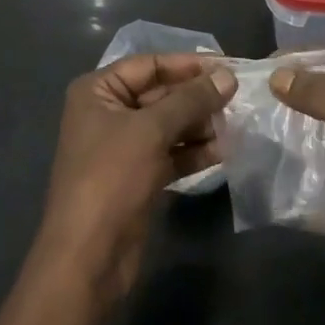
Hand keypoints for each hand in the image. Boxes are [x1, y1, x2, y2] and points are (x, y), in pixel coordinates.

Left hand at [33, 53, 237, 299]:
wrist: (88, 260)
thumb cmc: (112, 178)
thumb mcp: (151, 130)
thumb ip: (190, 100)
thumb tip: (227, 76)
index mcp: (98, 91)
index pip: (148, 65)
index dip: (187, 64)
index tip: (226, 66)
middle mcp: (108, 113)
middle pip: (160, 94)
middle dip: (196, 98)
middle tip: (236, 99)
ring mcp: (122, 148)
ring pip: (168, 125)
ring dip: (199, 125)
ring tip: (234, 126)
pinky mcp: (137, 178)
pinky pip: (170, 154)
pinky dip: (194, 152)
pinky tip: (223, 151)